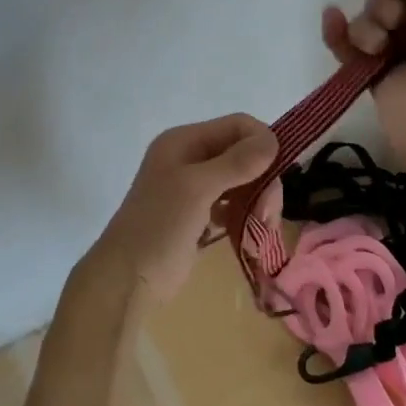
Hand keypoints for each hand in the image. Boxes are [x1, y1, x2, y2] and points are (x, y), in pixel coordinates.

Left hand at [92, 114, 277, 298]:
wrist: (127, 279)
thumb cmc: (159, 226)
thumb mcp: (197, 188)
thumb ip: (236, 163)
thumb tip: (273, 140)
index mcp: (184, 141)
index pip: (237, 126)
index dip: (262, 143)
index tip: (278, 174)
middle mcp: (190, 159)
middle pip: (244, 155)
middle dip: (263, 180)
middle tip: (268, 213)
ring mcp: (194, 189)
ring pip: (242, 182)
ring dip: (258, 201)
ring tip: (262, 228)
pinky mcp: (200, 217)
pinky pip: (233, 206)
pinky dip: (246, 216)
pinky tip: (250, 234)